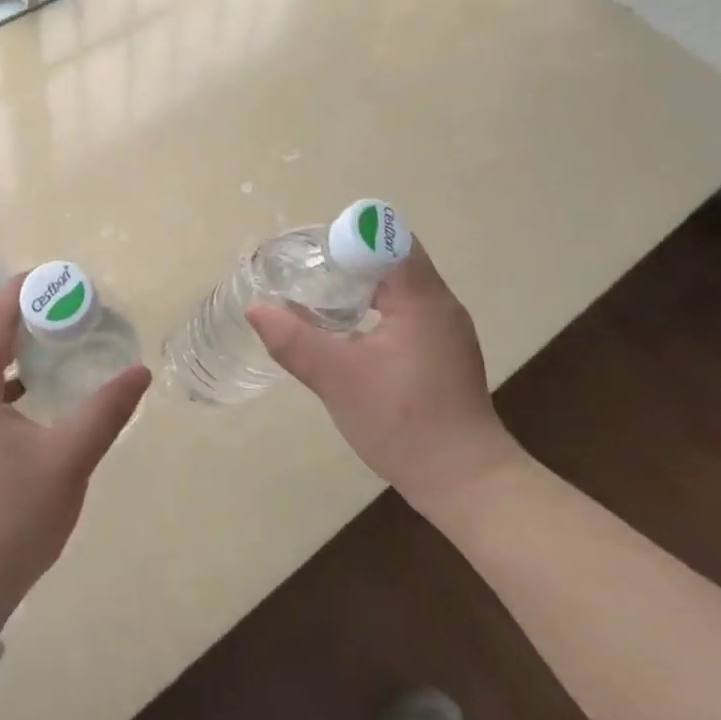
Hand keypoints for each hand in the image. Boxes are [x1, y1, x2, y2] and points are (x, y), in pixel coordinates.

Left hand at [0, 275, 149, 626]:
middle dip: (20, 316)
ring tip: (55, 338)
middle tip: (66, 306)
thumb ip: (105, 411)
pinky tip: (35, 389)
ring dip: (11, 348)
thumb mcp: (67, 462)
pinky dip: (4, 379)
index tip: (60, 277)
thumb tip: (140, 371)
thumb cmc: (12, 521)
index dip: (22, 292)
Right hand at [246, 243, 523, 510]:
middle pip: (391, 259)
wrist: (464, 481)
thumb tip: (255, 308)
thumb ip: (293, 340)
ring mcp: (444, 330)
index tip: (309, 252)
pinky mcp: (442, 352)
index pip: (387, 240)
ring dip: (360, 286)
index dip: (347, 238)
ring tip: (317, 298)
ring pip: (398, 287)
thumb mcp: (337, 379)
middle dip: (346, 260)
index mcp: (421, 298)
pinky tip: (347, 332)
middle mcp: (439, 304)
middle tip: (304, 272)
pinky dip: (374, 309)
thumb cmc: (403, 422)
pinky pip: (405, 311)